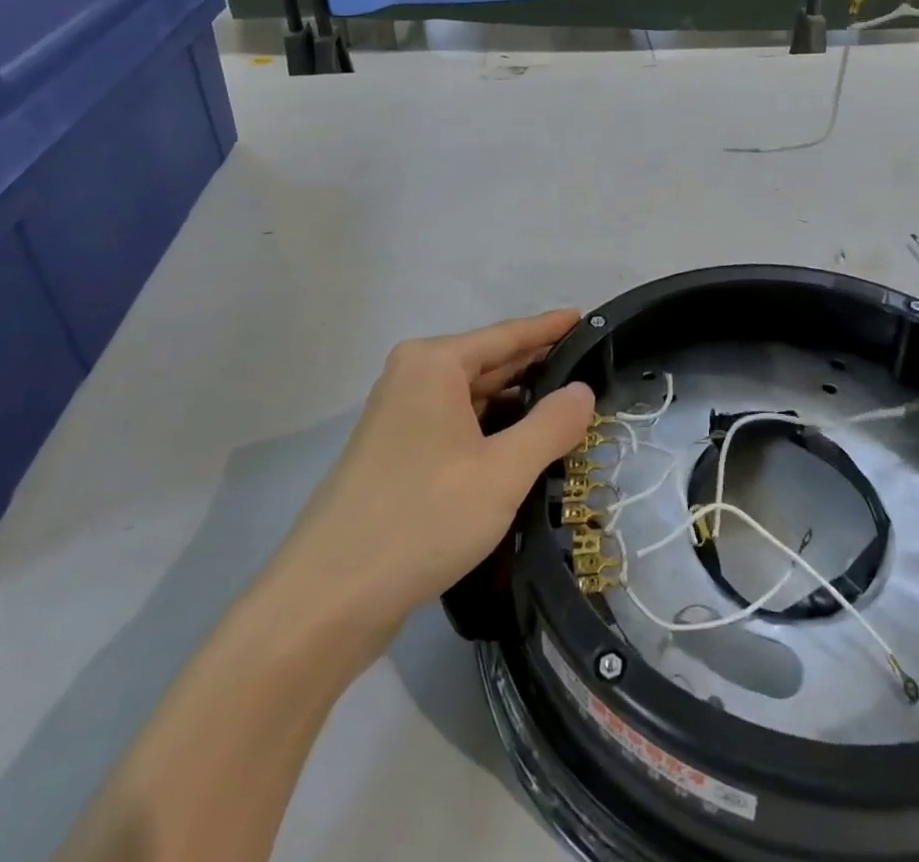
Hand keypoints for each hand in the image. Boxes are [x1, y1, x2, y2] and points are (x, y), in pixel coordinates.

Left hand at [266, 311, 594, 649]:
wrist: (327, 600)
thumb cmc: (421, 518)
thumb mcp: (503, 472)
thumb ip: (551, 425)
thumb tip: (583, 391)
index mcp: (434, 364)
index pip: (507, 335)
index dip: (550, 328)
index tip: (586, 318)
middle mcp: (413, 377)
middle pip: (488, 363)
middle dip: (537, 368)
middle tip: (590, 371)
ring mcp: (400, 417)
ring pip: (473, 398)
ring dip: (516, 405)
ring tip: (568, 410)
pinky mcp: (396, 454)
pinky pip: (456, 426)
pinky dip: (491, 430)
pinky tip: (522, 447)